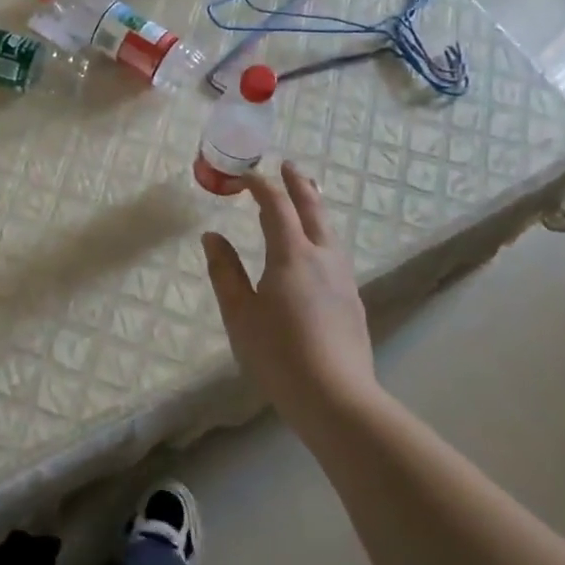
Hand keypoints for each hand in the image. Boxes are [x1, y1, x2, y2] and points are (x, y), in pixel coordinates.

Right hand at [201, 161, 376, 428]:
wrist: (336, 398)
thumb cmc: (278, 354)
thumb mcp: (239, 314)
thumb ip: (225, 271)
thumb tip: (212, 236)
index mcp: (292, 255)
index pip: (277, 206)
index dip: (261, 186)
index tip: (244, 176)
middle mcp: (323, 257)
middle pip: (312, 209)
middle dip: (298, 184)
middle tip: (287, 166)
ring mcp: (343, 278)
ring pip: (329, 229)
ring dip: (314, 207)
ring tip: (305, 197)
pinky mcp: (352, 299)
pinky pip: (334, 251)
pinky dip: (321, 233)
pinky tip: (315, 248)